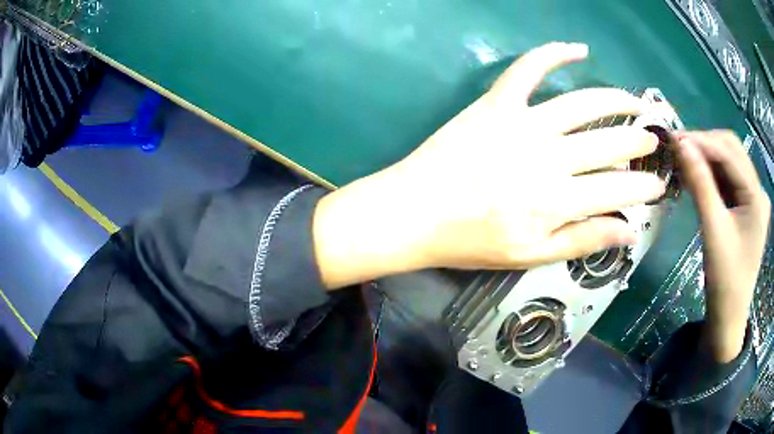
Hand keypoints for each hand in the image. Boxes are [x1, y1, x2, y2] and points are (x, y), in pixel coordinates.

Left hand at [314, 42, 665, 287]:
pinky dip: (553, 53)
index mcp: (558, 200)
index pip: (618, 189)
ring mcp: (522, 123)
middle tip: (653, 140)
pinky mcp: (496, 103)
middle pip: (608, 143)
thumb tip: (628, 230)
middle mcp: (548, 157)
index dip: (643, 187)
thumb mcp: (531, 255)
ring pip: (583, 103)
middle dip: (637, 142)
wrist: (415, 212)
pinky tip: (577, 49)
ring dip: (615, 100)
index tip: (659, 185)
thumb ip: (582, 240)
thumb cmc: (471, 240)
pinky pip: (528, 69)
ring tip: (635, 102)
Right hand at [677, 131, 770, 361]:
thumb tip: (681, 145)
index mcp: (757, 196)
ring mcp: (753, 198)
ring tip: (683, 161)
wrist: (728, 317)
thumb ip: (700, 185)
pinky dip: (711, 174)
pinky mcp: (746, 208)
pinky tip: (696, 177)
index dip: (702, 141)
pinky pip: (728, 180)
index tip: (673, 138)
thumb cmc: (725, 280)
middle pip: (731, 151)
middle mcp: (758, 190)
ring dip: (707, 158)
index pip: (730, 153)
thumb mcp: (713, 231)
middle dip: (705, 145)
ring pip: (729, 163)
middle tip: (677, 149)